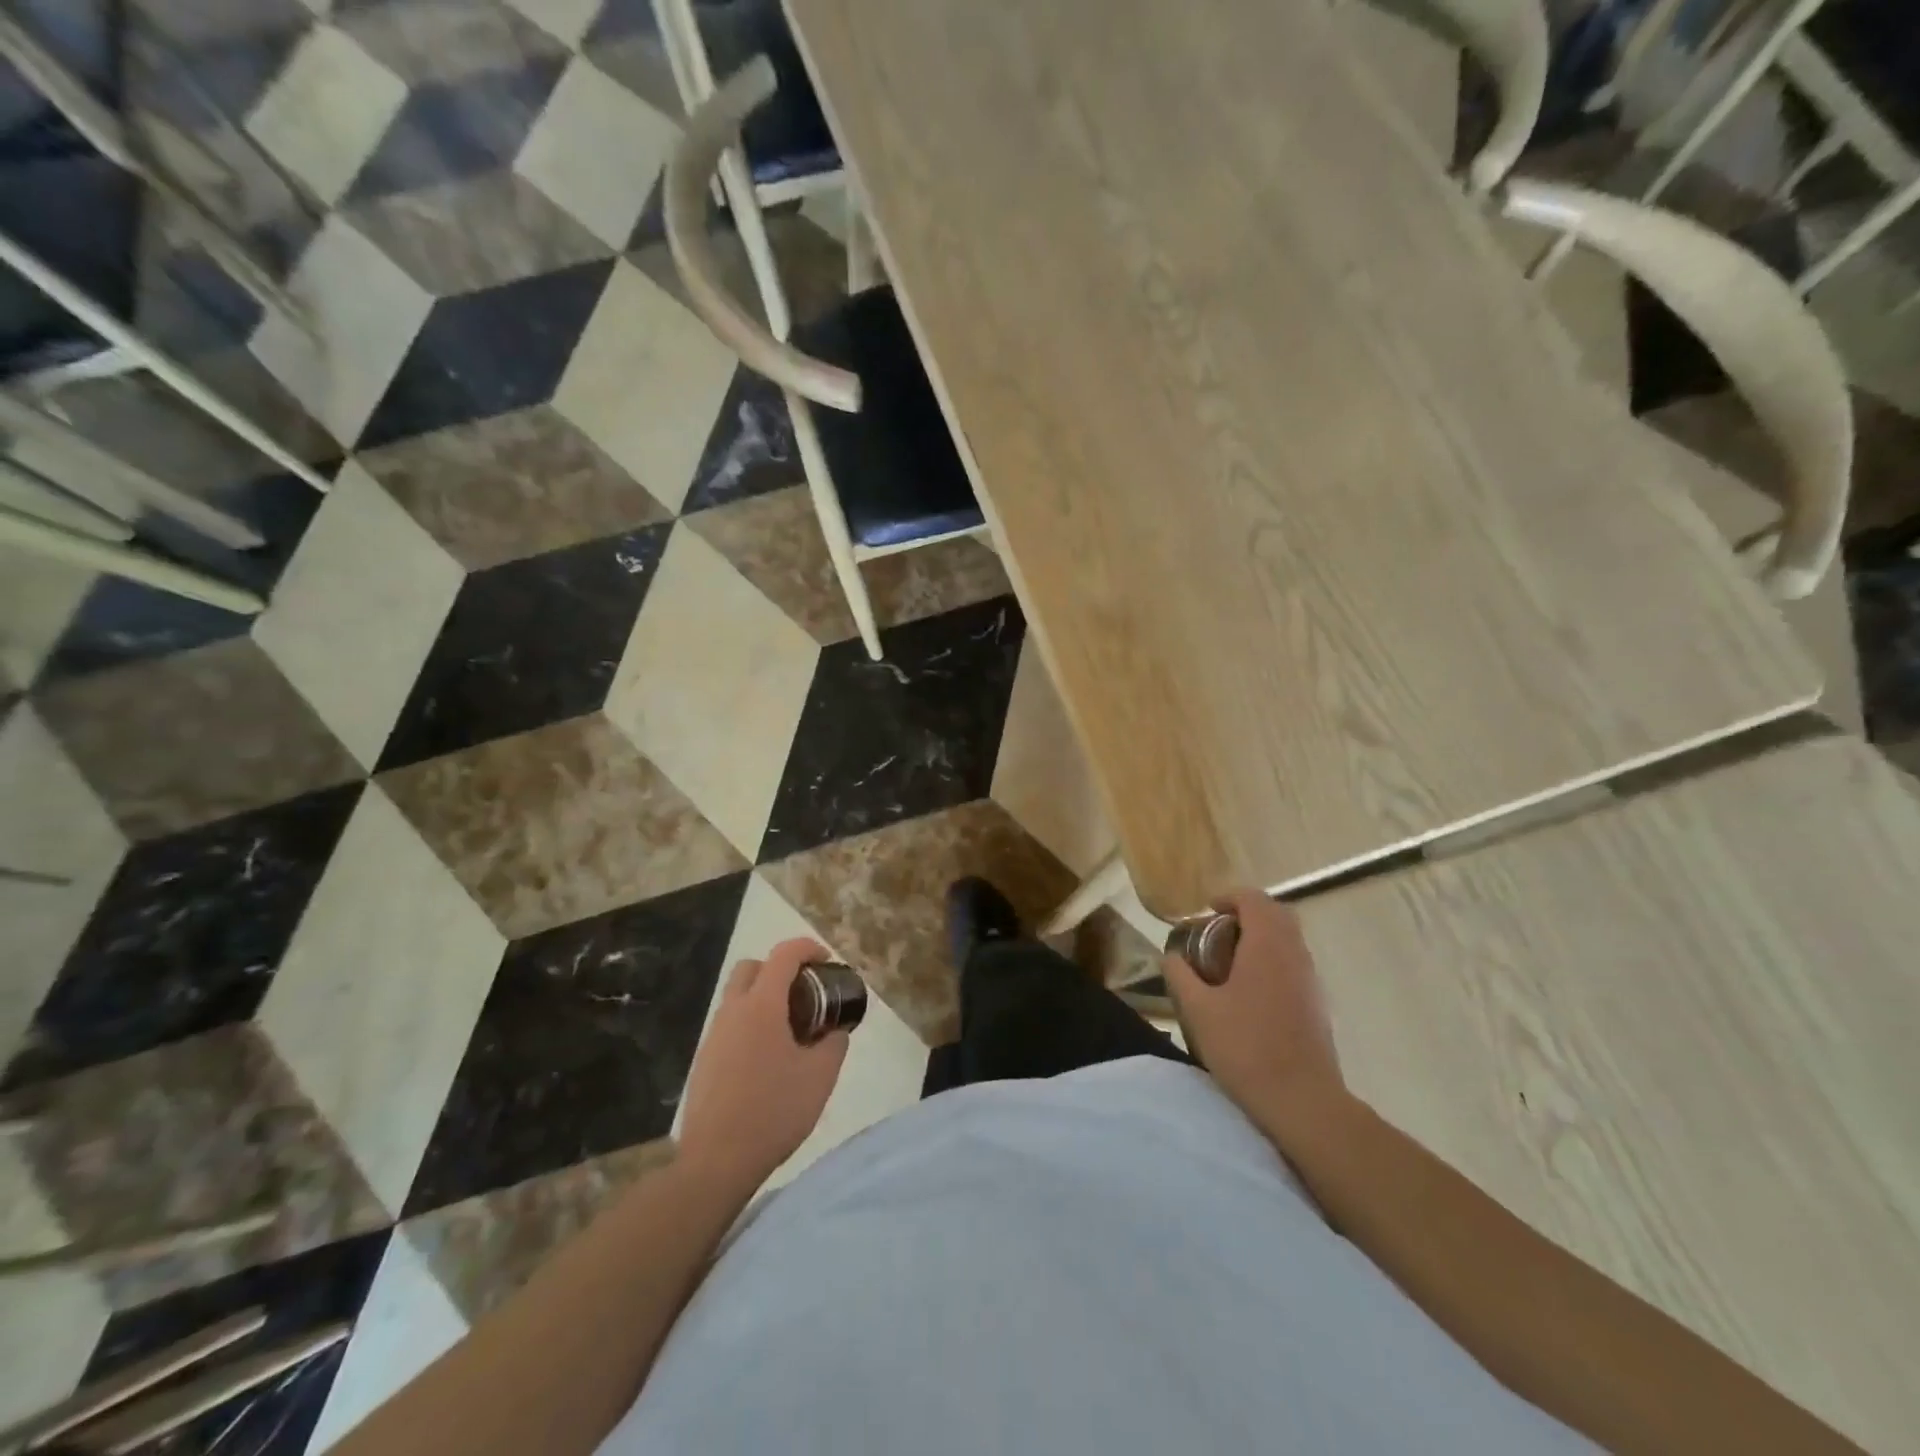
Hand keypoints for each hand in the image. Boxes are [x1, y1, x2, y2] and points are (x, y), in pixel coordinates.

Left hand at [677, 938, 847, 1188]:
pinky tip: (768, 1060)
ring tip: (791, 1030)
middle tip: (804, 993)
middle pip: (752, 967)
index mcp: (762, 1005)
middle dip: (779, 969)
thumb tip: (836, 1032)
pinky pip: (730, 1025)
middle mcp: (733, 1011)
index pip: (784, 955)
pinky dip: (750, 1025)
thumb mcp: (820, 1077)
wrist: (716, 1161)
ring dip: (764, 998)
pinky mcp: (704, 1061)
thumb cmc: (773, 1111)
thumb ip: (834, 1044)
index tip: (827, 961)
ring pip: (738, 997)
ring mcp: (713, 1036)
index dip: (808, 948)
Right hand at [1164, 890, 1344, 1122]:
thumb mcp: (1198, 1010)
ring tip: (1229, 959)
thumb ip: (1180, 976)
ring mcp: (1311, 980)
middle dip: (1247, 913)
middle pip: (1277, 914)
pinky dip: (1272, 960)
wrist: (1302, 1100)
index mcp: (1267, 946)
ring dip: (1261, 937)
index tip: (1207, 910)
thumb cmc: (1245, 1047)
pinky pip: (1294, 964)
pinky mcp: (1317, 1004)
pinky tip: (1250, 990)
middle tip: (1218, 930)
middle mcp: (1295, 954)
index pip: (1254, 900)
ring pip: (1289, 940)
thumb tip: (1171, 957)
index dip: (1229, 897)